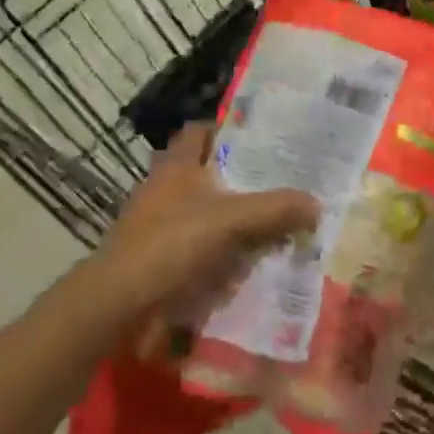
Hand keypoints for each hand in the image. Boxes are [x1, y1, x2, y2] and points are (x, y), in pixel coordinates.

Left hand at [95, 123, 316, 321]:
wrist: (116, 303)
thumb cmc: (171, 244)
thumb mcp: (231, 222)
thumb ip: (275, 210)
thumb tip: (316, 204)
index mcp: (176, 165)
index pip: (200, 131)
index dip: (227, 130)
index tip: (260, 140)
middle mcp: (162, 186)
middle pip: (204, 171)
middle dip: (237, 178)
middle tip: (276, 184)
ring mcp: (153, 222)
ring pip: (199, 209)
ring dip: (228, 217)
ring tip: (267, 225)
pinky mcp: (152, 255)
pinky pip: (192, 243)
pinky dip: (214, 249)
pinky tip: (240, 263)